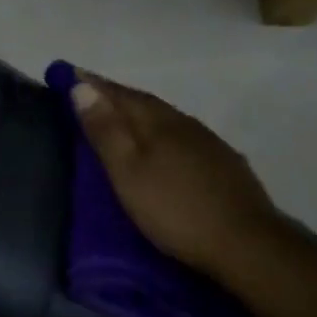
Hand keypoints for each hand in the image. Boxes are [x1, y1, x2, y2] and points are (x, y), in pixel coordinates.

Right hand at [67, 70, 285, 288]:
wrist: (247, 244)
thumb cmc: (175, 208)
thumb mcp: (128, 172)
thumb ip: (106, 131)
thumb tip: (82, 88)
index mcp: (158, 122)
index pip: (119, 94)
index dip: (92, 84)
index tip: (69, 73)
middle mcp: (184, 123)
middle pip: (144, 103)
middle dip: (115, 96)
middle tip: (89, 94)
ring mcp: (209, 144)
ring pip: (166, 119)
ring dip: (140, 115)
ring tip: (120, 120)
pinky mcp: (224, 165)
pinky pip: (183, 138)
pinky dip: (162, 136)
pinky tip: (162, 149)